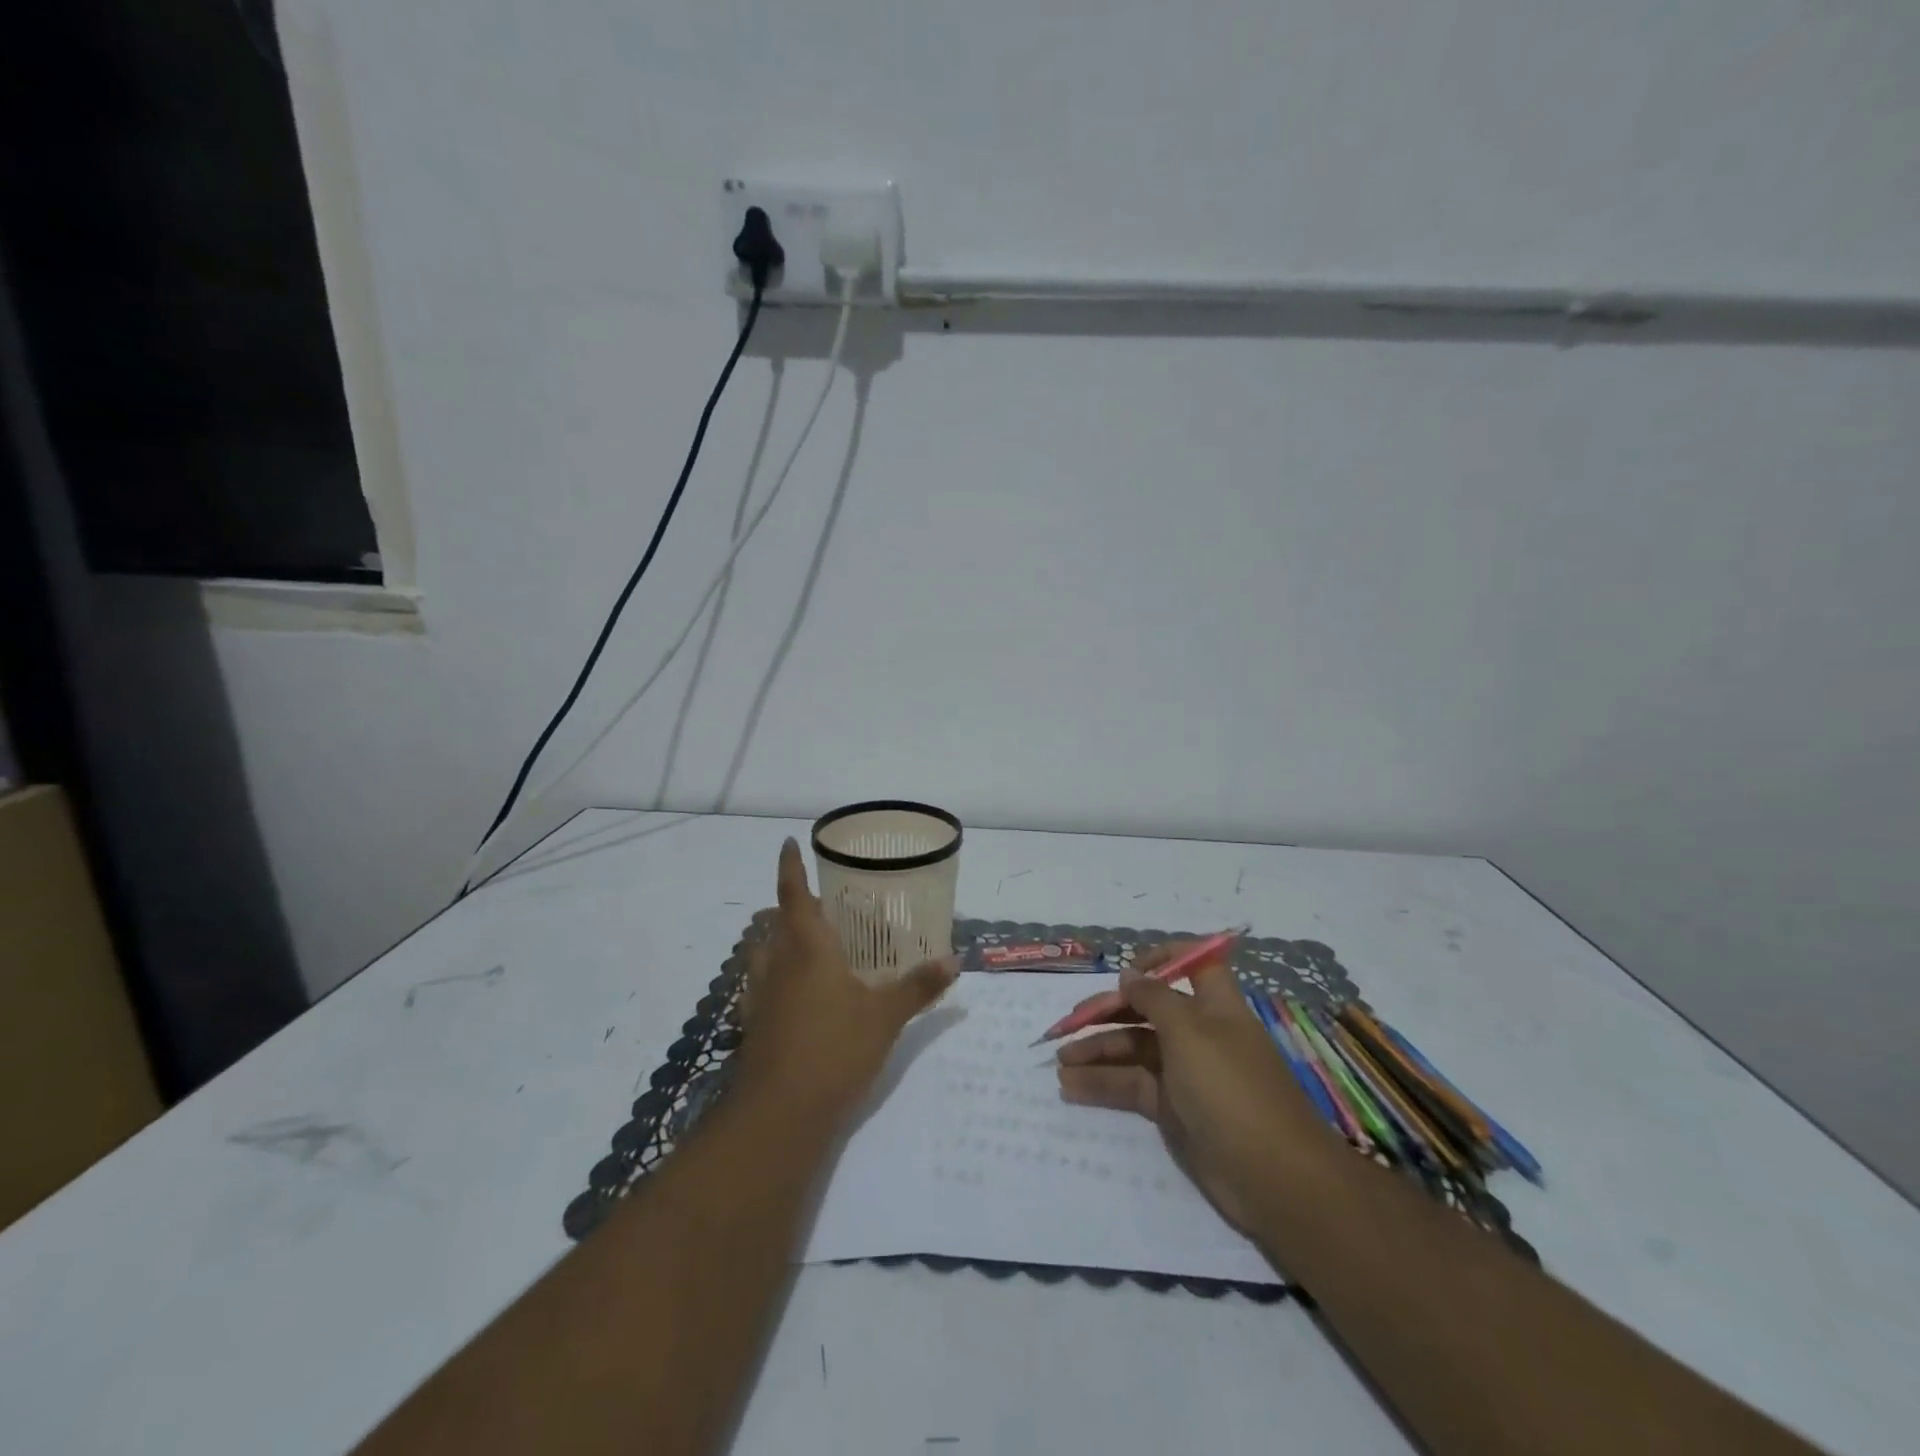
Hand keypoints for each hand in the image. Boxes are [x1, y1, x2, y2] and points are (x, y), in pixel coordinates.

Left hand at [733, 838, 956, 1126]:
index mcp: (807, 948)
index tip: (788, 843)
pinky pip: (760, 985)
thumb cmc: (834, 1050)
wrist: (778, 1115)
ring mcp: (759, 996)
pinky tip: (794, 994)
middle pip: (775, 922)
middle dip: (790, 907)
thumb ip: (919, 986)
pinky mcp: (753, 1025)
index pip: (794, 894)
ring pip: (763, 953)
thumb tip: (955, 959)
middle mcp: (777, 963)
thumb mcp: (885, 1016)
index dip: (790, 867)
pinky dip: (774, 977)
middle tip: (819, 903)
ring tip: (806, 943)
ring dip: (777, 940)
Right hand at [1055, 944, 1334, 1230]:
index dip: (1160, 958)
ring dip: (1097, 1051)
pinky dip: (1103, 1084)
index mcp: (1213, 1005)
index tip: (1126, 970)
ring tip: (1059, 1060)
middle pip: (1148, 1009)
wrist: (1273, 1177)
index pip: (1192, 964)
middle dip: (1109, 1011)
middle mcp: (1199, 1033)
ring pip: (1134, 1049)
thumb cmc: (1231, 1088)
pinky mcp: (1173, 1110)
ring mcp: (1185, 1073)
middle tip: (1068, 1024)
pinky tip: (1071, 1086)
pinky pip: (1132, 1086)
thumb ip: (1155, 998)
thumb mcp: (1190, 1032)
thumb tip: (1131, 974)